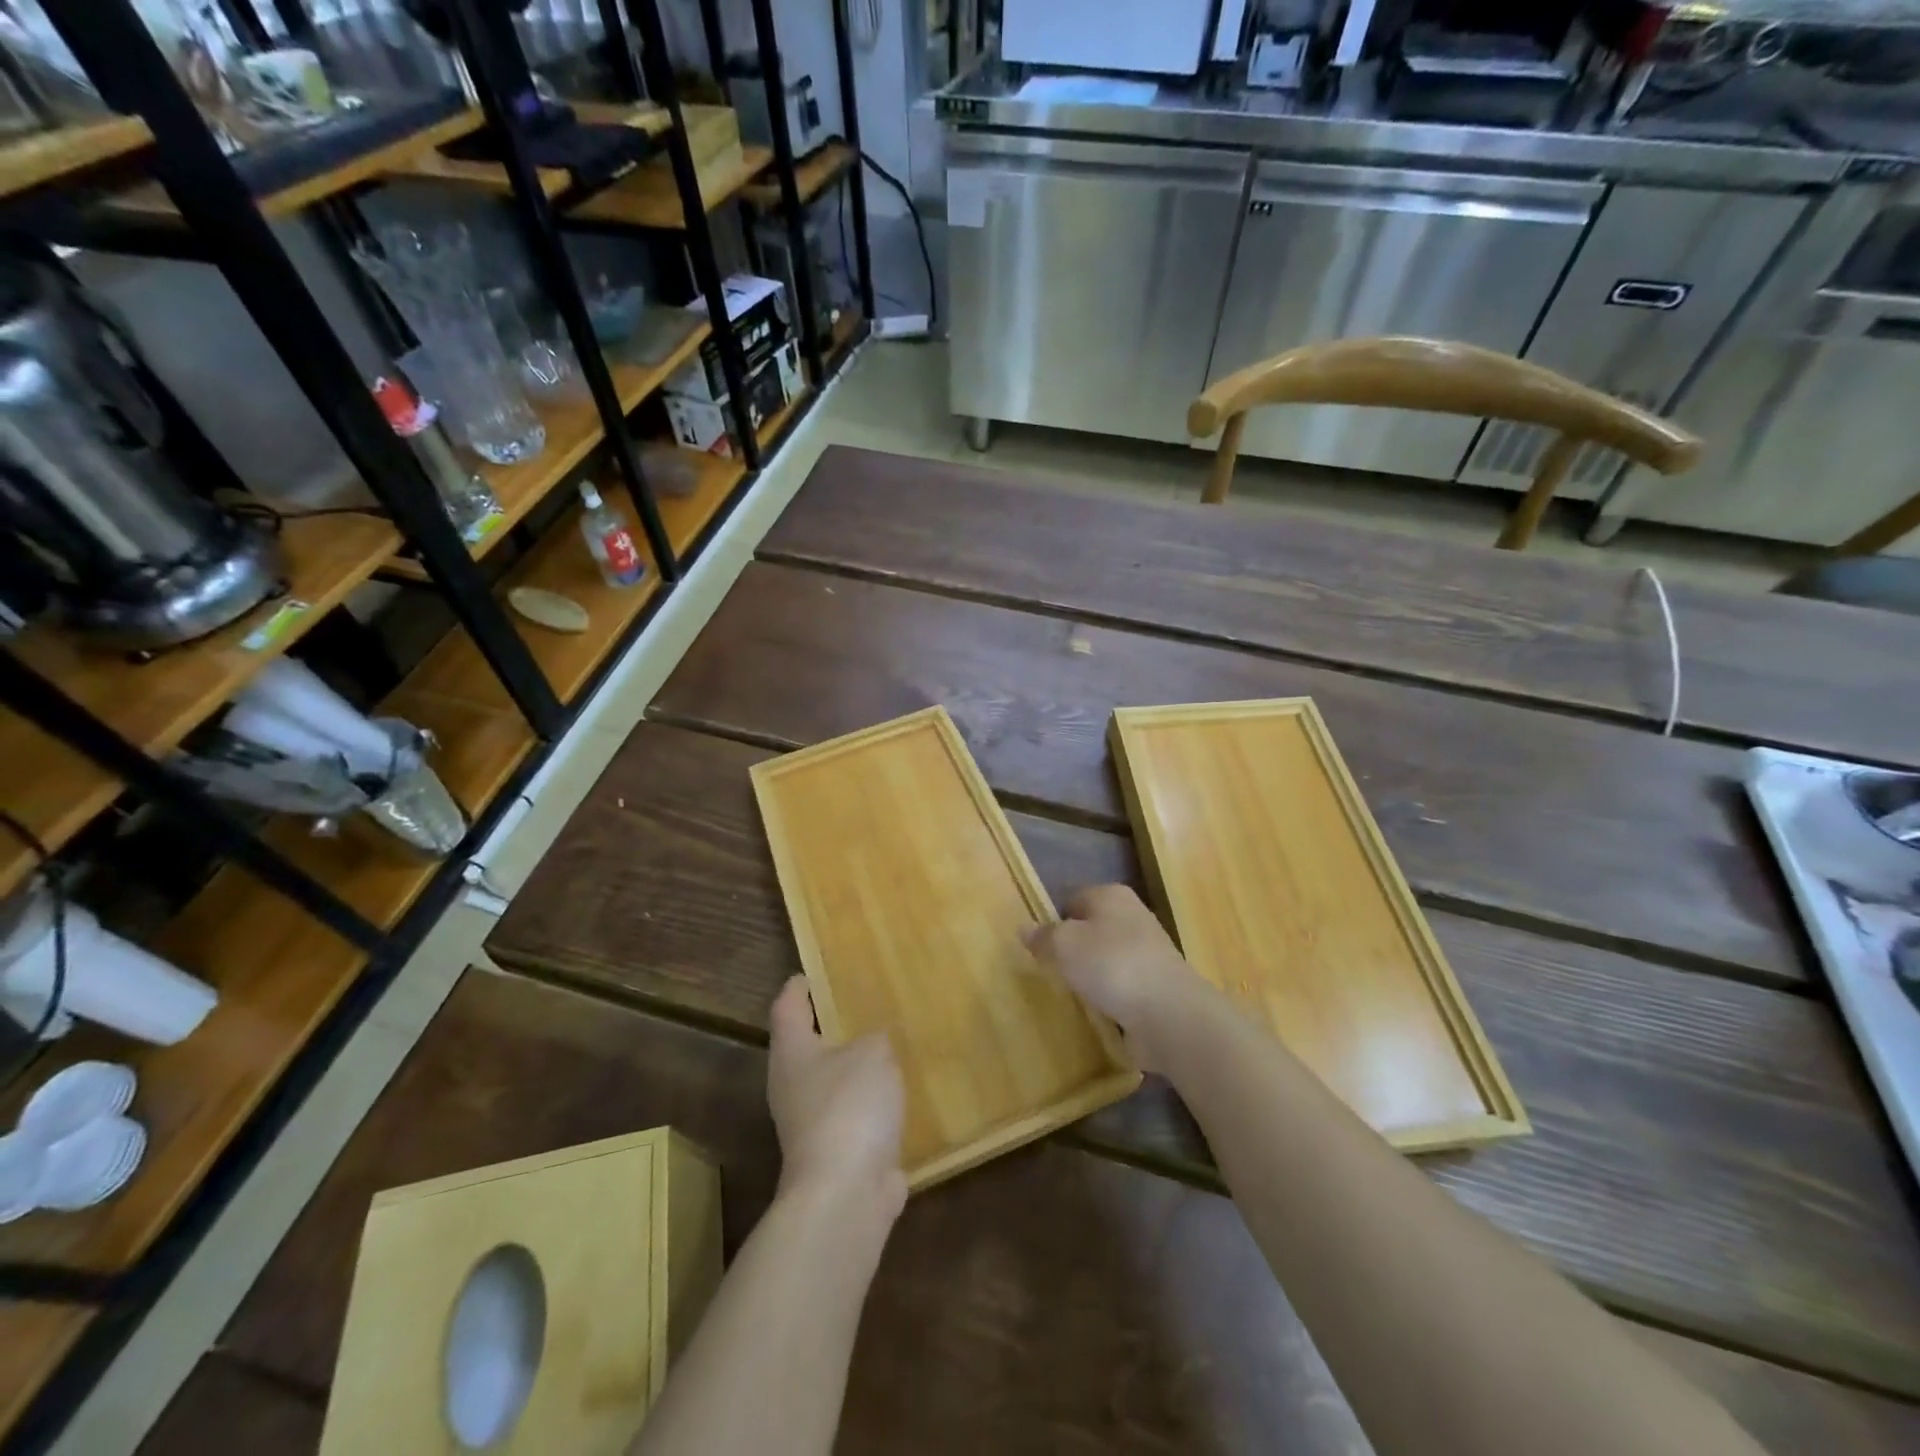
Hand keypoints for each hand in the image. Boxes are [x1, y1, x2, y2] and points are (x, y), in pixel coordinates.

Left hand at [767, 977, 907, 1217]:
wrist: (846, 1195)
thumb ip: (875, 1039)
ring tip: (887, 1044)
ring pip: (831, 1080)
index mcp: (791, 1052)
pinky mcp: (834, 1151)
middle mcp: (792, 1085)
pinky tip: (897, 1091)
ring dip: (854, 1065)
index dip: (798, 987)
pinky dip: (870, 1101)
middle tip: (862, 1002)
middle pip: (805, 1044)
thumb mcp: (873, 1054)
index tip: (811, 973)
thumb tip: (873, 1044)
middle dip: (830, 1024)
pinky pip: (853, 1112)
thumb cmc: (850, 1107)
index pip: (786, 1006)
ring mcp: (810, 1123)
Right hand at [1022, 885, 1211, 1070]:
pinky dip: (1111, 996)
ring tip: (1075, 995)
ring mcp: (1149, 951)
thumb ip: (1043, 936)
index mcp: (1111, 895)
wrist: (1168, 1012)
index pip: (1073, 899)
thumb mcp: (1064, 945)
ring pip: (1107, 957)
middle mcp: (1133, 916)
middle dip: (1073, 950)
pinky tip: (1100, 1010)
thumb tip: (1025, 928)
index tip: (1041, 948)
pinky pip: (1123, 985)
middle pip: (1091, 928)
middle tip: (1053, 972)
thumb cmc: (1111, 965)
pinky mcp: (1157, 983)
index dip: (1054, 921)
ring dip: (1092, 975)